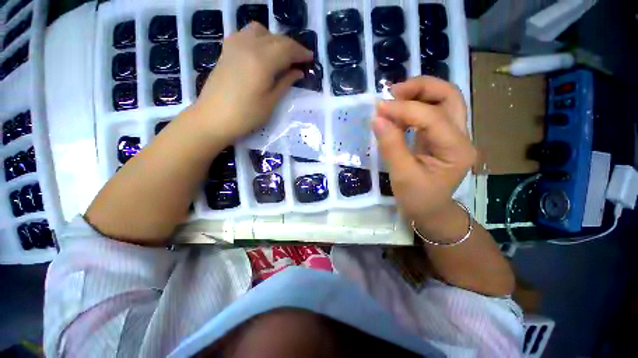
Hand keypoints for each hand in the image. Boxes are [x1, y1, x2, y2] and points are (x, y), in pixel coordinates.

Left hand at [193, 23, 312, 140]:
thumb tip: (298, 71)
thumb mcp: (271, 102)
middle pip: (276, 38)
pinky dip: (260, 38)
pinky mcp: (227, 49)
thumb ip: (285, 83)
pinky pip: (247, 34)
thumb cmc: (246, 116)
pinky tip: (262, 52)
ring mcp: (235, 45)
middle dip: (292, 47)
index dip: (301, 52)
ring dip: (275, 40)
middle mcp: (249, 46)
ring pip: (261, 31)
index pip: (287, 49)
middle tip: (301, 59)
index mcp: (262, 61)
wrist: (213, 118)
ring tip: (281, 55)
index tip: (311, 58)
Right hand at [372, 76, 476, 228]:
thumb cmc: (418, 199)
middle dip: (421, 87)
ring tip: (393, 98)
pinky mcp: (439, 137)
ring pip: (442, 100)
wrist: (430, 211)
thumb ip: (391, 146)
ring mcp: (452, 135)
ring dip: (418, 93)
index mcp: (456, 150)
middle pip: (450, 96)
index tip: (379, 108)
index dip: (404, 109)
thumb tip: (377, 118)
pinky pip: (430, 113)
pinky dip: (413, 106)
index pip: (432, 117)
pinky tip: (397, 112)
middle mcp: (461, 137)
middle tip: (393, 91)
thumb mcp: (402, 176)